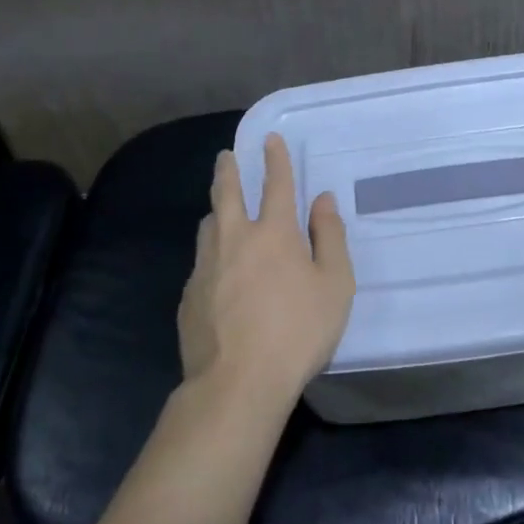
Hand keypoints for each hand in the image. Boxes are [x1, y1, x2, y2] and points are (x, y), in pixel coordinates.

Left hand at [179, 134, 356, 413]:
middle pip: (226, 192)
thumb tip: (322, 200)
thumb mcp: (335, 285)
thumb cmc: (298, 332)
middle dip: (228, 170)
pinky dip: (211, 254)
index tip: (270, 140)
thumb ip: (330, 237)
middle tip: (226, 156)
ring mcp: (206, 266)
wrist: (237, 383)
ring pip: (208, 225)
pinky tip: (217, 271)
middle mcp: (234, 238)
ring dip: (216, 210)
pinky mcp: (189, 296)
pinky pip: (201, 262)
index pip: (276, 183)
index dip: (275, 158)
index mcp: (273, 232)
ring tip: (220, 210)